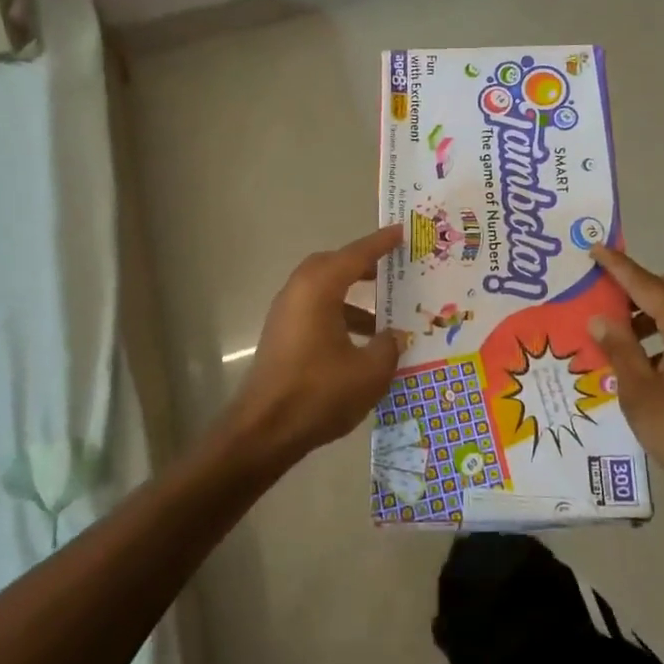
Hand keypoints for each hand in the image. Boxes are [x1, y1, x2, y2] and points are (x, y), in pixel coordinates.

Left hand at [226, 225, 402, 466]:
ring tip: (385, 316)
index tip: (400, 232)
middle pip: (333, 266)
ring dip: (352, 297)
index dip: (380, 244)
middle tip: (391, 269)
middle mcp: (298, 293)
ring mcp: (286, 315)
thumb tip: (395, 335)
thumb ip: (389, 346)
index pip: (355, 255)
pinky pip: (315, 311)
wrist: (263, 432)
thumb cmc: (319, 393)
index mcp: (319, 289)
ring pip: (323, 291)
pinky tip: (361, 344)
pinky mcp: (282, 337)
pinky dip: (339, 316)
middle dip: (362, 266)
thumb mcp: (370, 371)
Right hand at [588, 246, 663, 517]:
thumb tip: (600, 318)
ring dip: (653, 311)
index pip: (647, 284)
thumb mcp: (639, 390)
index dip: (618, 267)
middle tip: (607, 297)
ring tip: (620, 332)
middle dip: (639, 286)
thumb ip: (619, 348)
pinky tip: (644, 359)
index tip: (595, 249)